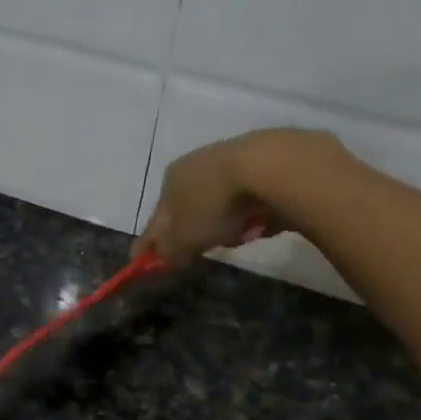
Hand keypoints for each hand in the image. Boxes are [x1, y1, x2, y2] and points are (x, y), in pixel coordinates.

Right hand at [132, 128, 345, 266]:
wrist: (271, 167)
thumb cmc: (215, 205)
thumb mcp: (184, 238)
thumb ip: (168, 252)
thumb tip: (162, 259)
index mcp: (170, 178)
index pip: (156, 218)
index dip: (152, 242)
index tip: (149, 261)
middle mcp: (195, 163)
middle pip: (189, 209)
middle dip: (194, 231)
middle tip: (203, 249)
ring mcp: (230, 158)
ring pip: (220, 203)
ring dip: (225, 222)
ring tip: (240, 235)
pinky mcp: (264, 161)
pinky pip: (249, 198)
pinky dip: (250, 212)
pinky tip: (261, 221)